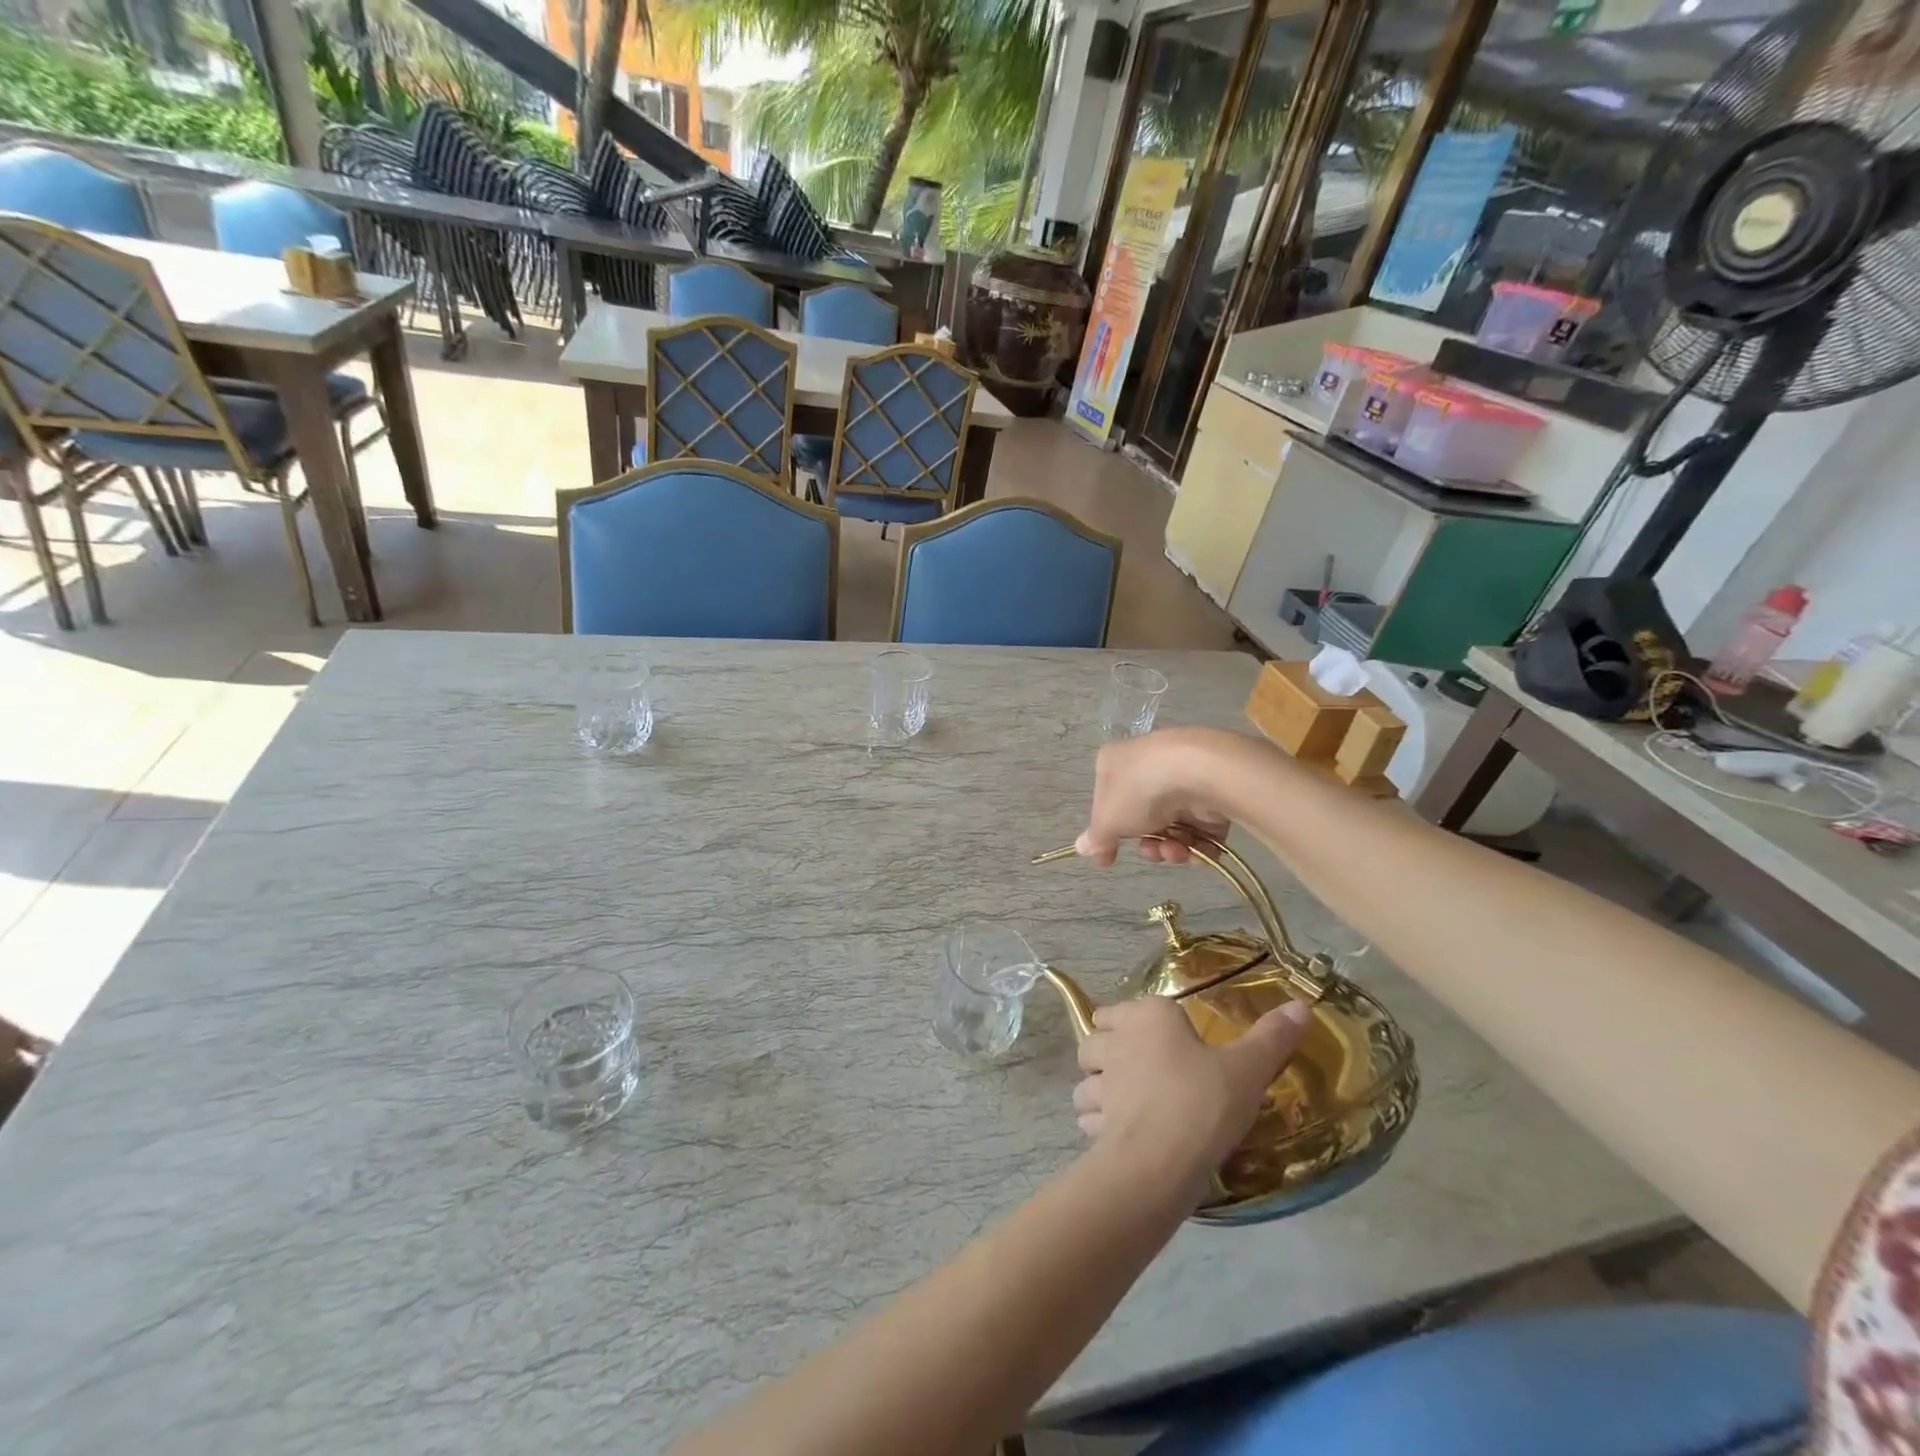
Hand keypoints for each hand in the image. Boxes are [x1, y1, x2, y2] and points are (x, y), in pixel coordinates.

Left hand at [1072, 997, 1313, 1197]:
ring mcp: (1099, 1084)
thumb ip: (1272, 1038)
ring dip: (1098, 1090)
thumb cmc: (1203, 1101)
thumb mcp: (1248, 1069)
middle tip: (1136, 1070)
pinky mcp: (1094, 1124)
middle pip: (1095, 1041)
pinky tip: (1121, 1136)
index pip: (1119, 1009)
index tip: (1153, 1039)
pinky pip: (1089, 1118)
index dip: (1130, 1022)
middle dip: (1106, 1052)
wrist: (1162, 1160)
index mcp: (1146, 1017)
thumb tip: (1302, 1006)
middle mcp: (1115, 1043)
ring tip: (1124, 1104)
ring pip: (1085, 1080)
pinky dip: (1099, 1124)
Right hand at [1075, 728, 1256, 866]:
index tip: (1110, 858)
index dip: (1109, 831)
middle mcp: (1148, 766)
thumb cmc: (1140, 790)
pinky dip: (1200, 844)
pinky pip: (1203, 826)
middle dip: (1148, 844)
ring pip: (1174, 825)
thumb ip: (1097, 838)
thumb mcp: (1108, 820)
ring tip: (1178, 852)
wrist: (1199, 771)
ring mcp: (1183, 778)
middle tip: (1153, 852)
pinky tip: (1199, 851)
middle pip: (1143, 818)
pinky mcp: (1214, 791)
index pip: (1106, 800)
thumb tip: (1081, 848)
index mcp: (1115, 762)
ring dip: (1173, 848)